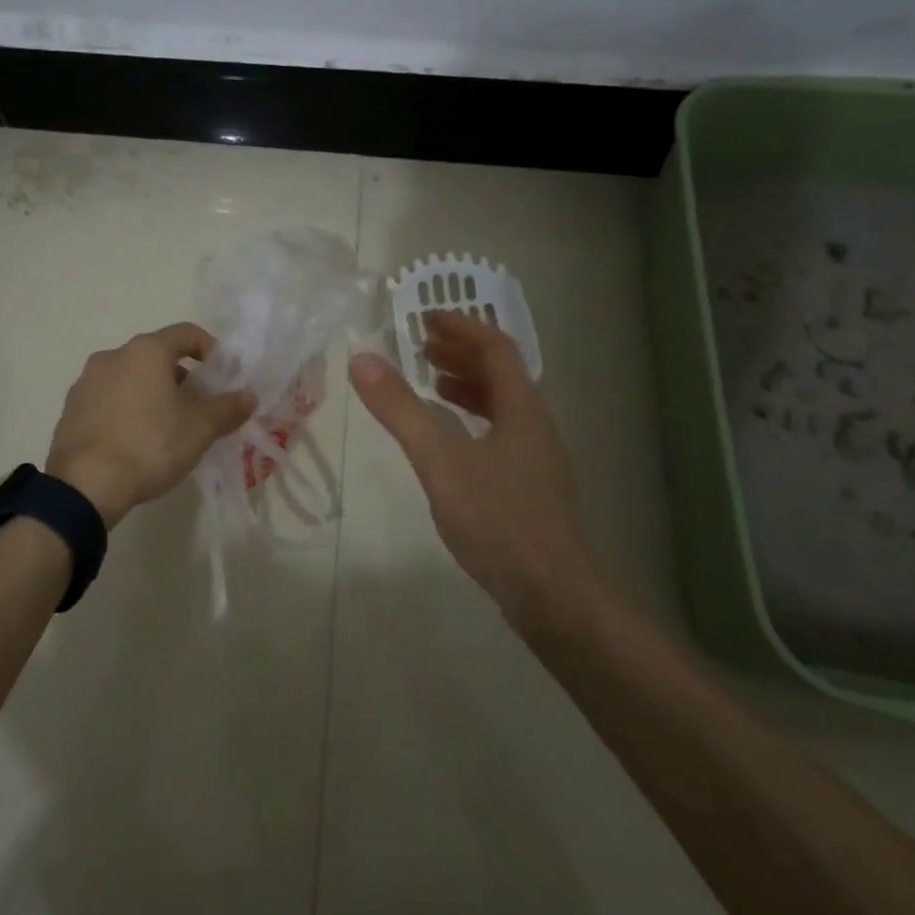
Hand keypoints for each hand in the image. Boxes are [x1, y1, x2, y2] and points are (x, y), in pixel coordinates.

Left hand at [46, 322, 256, 526]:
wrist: (85, 485)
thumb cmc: (149, 446)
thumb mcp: (199, 429)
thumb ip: (228, 408)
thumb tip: (249, 396)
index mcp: (145, 351)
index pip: (186, 333)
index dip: (209, 349)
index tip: (222, 374)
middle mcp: (112, 355)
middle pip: (156, 355)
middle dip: (180, 376)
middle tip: (196, 406)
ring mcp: (86, 381)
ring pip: (129, 376)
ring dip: (151, 392)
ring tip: (165, 426)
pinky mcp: (70, 408)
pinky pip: (107, 398)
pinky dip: (125, 408)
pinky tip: (133, 439)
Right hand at [350, 310, 605, 636]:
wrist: (552, 595)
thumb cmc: (497, 519)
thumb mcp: (439, 459)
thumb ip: (400, 409)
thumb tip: (361, 358)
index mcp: (522, 409)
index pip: (497, 349)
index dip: (463, 328)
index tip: (426, 319)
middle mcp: (535, 426)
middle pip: (502, 374)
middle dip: (461, 353)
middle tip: (421, 346)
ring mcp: (536, 459)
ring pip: (502, 405)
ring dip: (467, 386)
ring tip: (431, 383)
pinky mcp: (529, 487)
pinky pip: (499, 433)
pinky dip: (471, 420)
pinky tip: (450, 440)